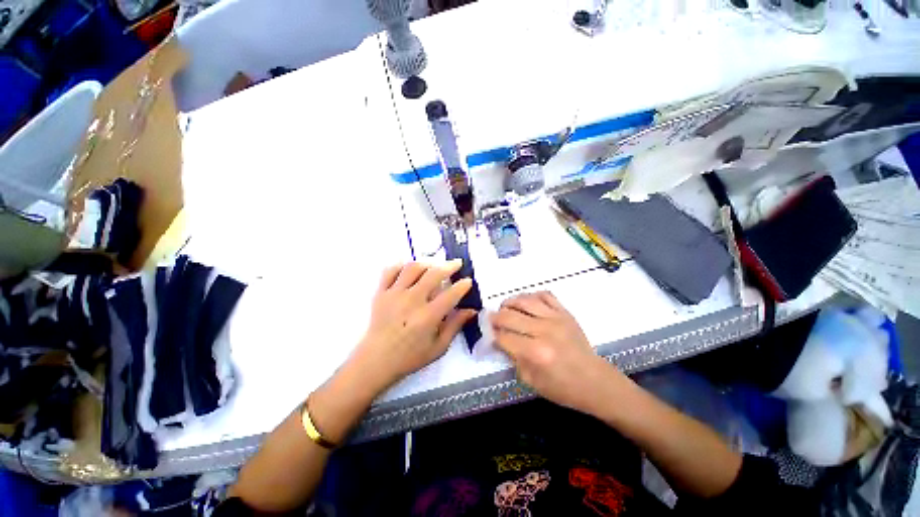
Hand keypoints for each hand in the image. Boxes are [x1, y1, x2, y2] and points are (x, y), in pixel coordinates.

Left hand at [349, 261, 475, 392]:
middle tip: (457, 264)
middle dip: (449, 266)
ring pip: (413, 268)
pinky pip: (390, 271)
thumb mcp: (438, 347)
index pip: (451, 294)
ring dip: (427, 263)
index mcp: (428, 316)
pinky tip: (409, 269)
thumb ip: (455, 326)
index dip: (463, 285)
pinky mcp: (381, 293)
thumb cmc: (410, 357)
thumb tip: (471, 310)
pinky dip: (401, 266)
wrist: (376, 360)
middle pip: (434, 274)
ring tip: (434, 265)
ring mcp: (394, 294)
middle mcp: (412, 300)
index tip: (468, 281)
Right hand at [491, 292, 622, 413]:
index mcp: (535, 353)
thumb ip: (512, 359)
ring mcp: (555, 318)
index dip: (493, 335)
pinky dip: (531, 296)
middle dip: (495, 317)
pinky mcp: (565, 312)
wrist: (595, 381)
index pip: (504, 337)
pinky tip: (526, 303)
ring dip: (509, 302)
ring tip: (505, 308)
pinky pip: (544, 295)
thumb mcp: (531, 381)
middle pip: (509, 315)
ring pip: (524, 300)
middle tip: (492, 320)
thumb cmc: (562, 388)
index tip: (490, 335)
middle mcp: (543, 331)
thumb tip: (499, 341)